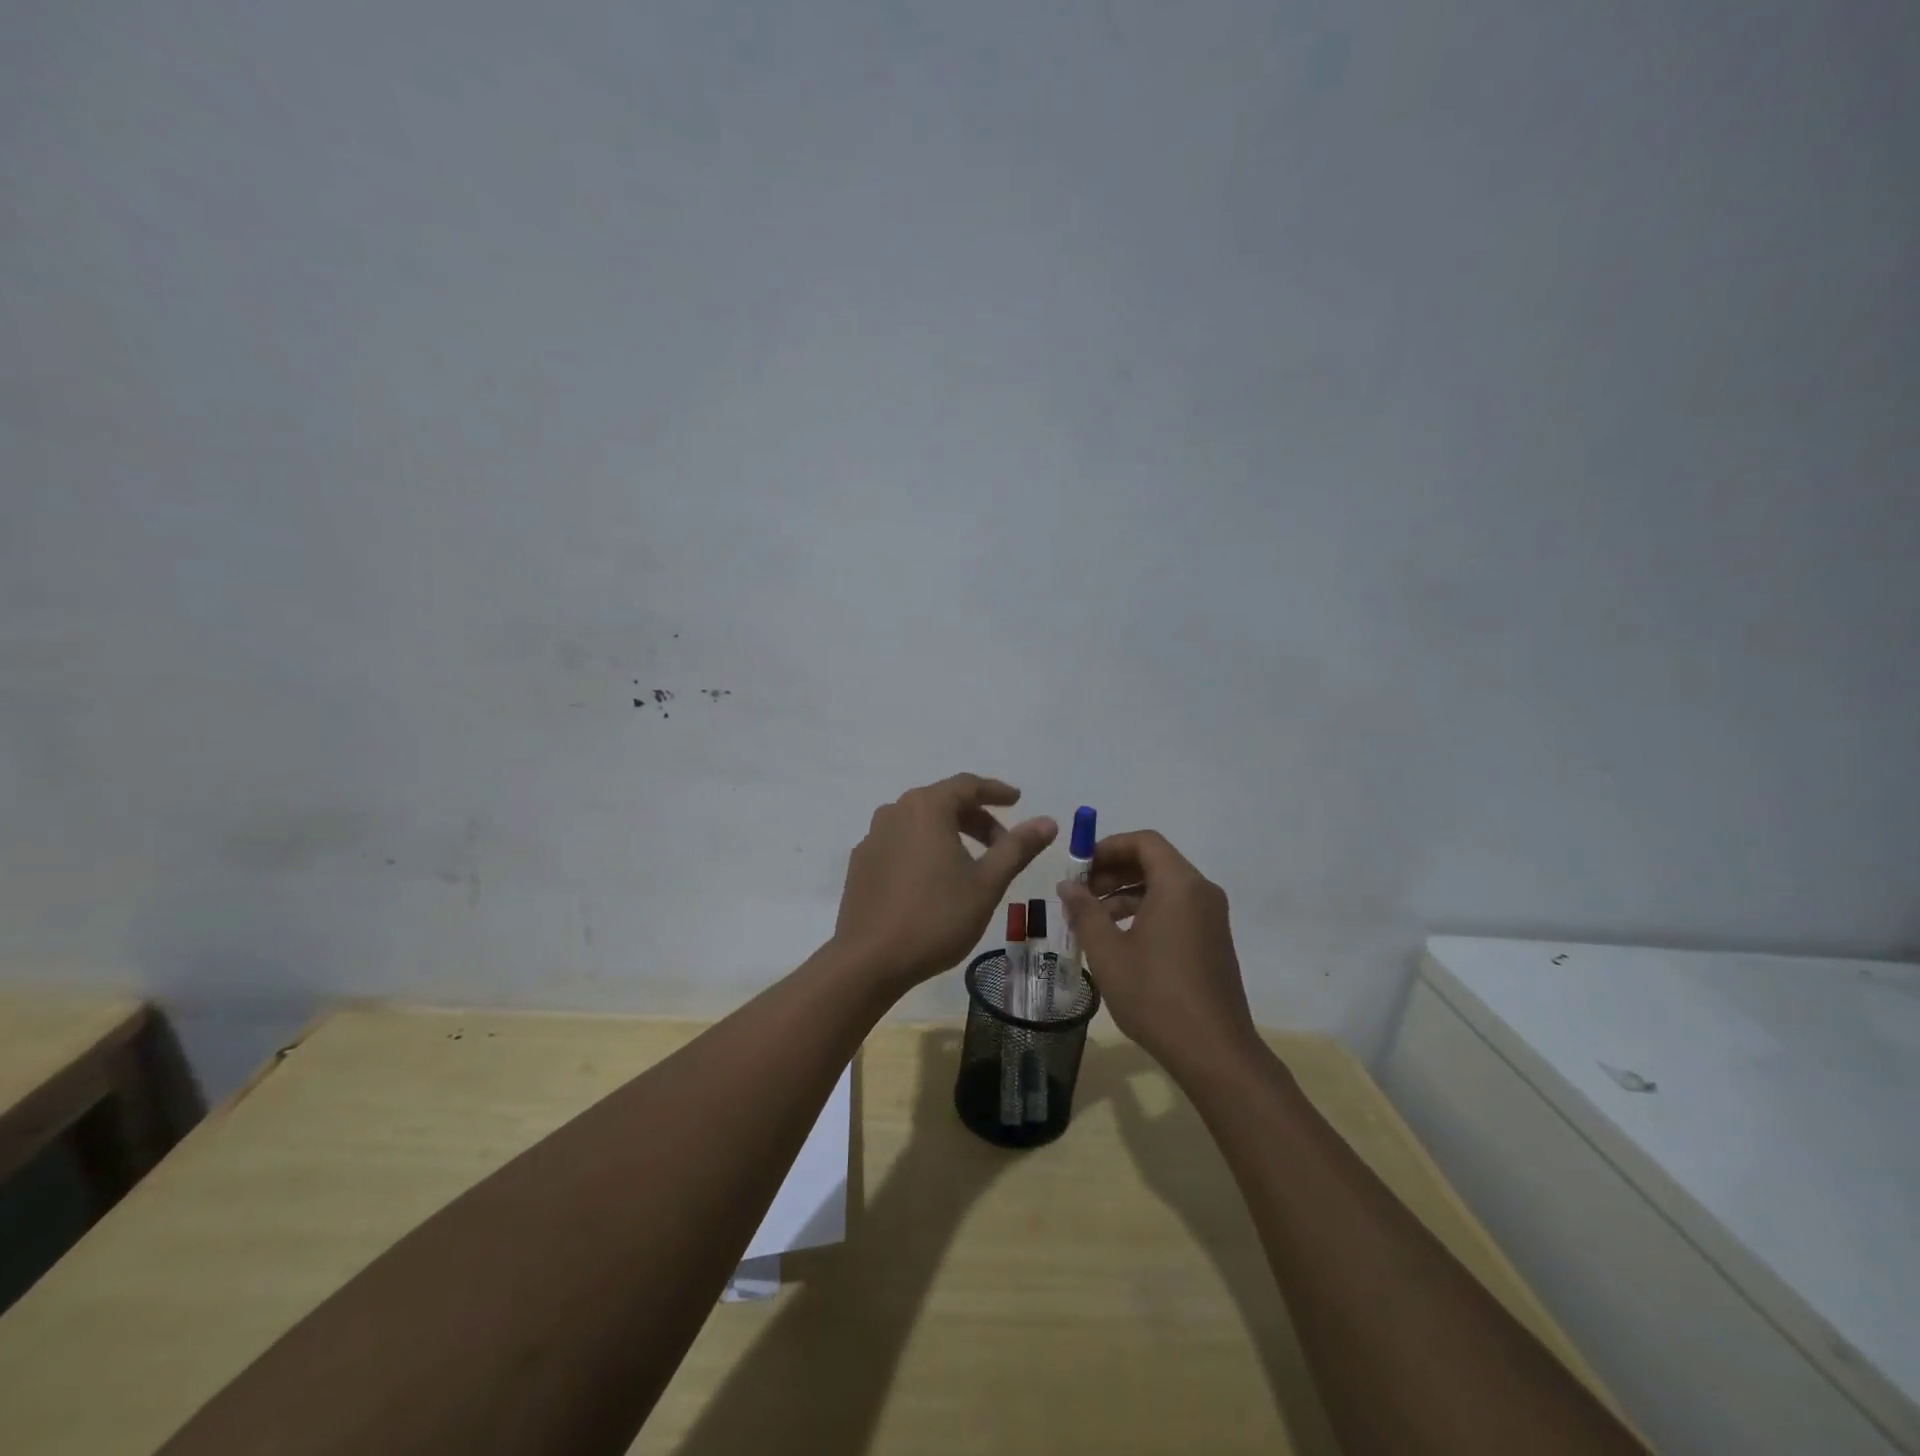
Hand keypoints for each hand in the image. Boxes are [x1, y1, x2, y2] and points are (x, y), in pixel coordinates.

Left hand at [835, 774, 1056, 992]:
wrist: (870, 961)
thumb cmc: (936, 917)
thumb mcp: (987, 883)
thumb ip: (1017, 847)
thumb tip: (1048, 822)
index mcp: (926, 808)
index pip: (967, 785)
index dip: (996, 791)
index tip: (1017, 800)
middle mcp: (895, 812)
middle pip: (942, 802)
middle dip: (976, 818)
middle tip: (1003, 844)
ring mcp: (873, 838)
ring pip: (920, 823)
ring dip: (950, 833)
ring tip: (972, 864)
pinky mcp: (861, 864)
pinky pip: (900, 843)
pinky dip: (924, 849)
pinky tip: (935, 880)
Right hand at [1058, 831, 1258, 1075]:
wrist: (1213, 1051)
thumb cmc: (1155, 994)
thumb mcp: (1108, 951)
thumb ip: (1084, 911)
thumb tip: (1068, 885)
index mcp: (1179, 884)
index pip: (1144, 841)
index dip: (1108, 846)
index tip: (1079, 867)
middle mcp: (1201, 892)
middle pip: (1154, 862)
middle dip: (1113, 871)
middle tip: (1080, 893)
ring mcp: (1211, 917)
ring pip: (1163, 887)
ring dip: (1125, 894)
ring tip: (1092, 920)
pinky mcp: (1212, 941)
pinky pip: (1175, 909)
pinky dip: (1145, 912)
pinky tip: (1119, 940)